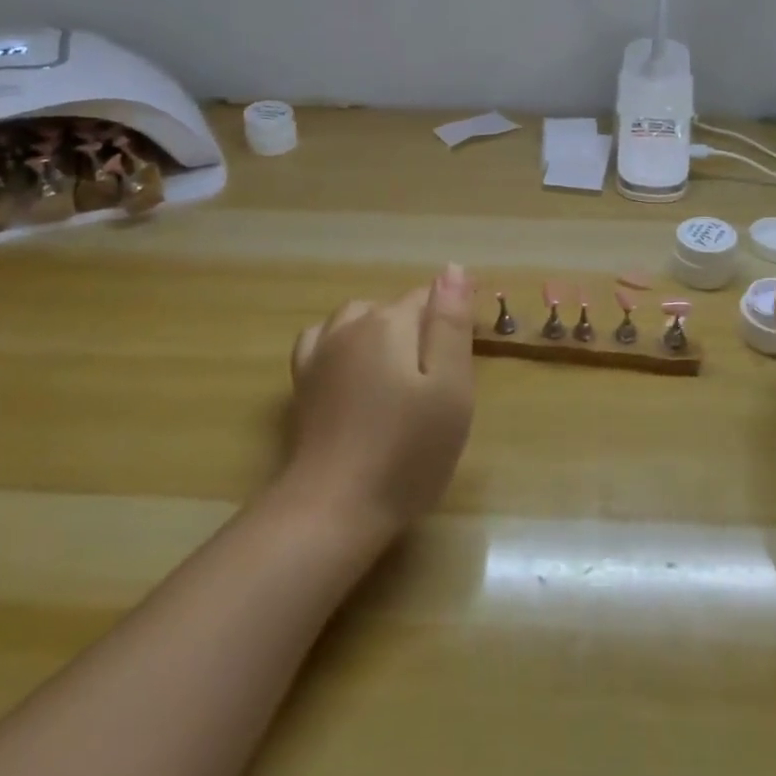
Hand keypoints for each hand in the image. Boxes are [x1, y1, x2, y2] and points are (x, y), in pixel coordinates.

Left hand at [284, 264, 475, 538]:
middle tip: (444, 376)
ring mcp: (321, 353)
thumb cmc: (408, 450)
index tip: (472, 350)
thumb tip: (452, 268)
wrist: (336, 507)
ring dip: (384, 330)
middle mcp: (351, 326)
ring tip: (405, 369)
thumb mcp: (450, 386)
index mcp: (390, 323)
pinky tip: (353, 363)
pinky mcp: (304, 382)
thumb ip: (450, 323)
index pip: (431, 298)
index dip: (455, 316)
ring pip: (359, 318)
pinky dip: (343, 341)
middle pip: (395, 308)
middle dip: (422, 326)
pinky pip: (323, 339)